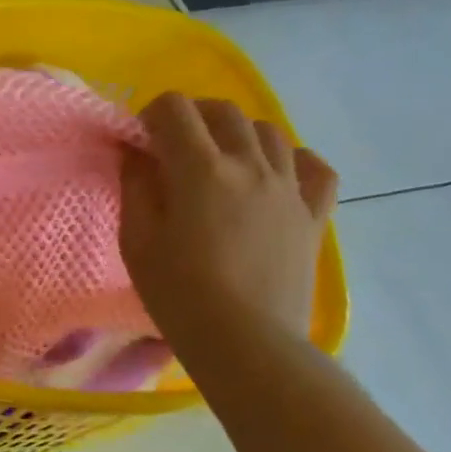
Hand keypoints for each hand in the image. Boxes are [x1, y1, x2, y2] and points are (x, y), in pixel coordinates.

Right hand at [119, 92, 337, 345]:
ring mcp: (289, 188)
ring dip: (238, 134)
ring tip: (220, 162)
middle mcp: (251, 165)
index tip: (140, 141)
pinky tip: (275, 175)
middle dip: (192, 117)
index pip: (175, 109)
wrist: (246, 342)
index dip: (151, 115)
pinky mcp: (314, 215)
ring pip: (269, 132)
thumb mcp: (136, 240)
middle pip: (224, 111)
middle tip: (173, 147)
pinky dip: (292, 160)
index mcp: (201, 169)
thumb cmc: (179, 294)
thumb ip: (135, 186)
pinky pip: (314, 168)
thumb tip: (136, 153)